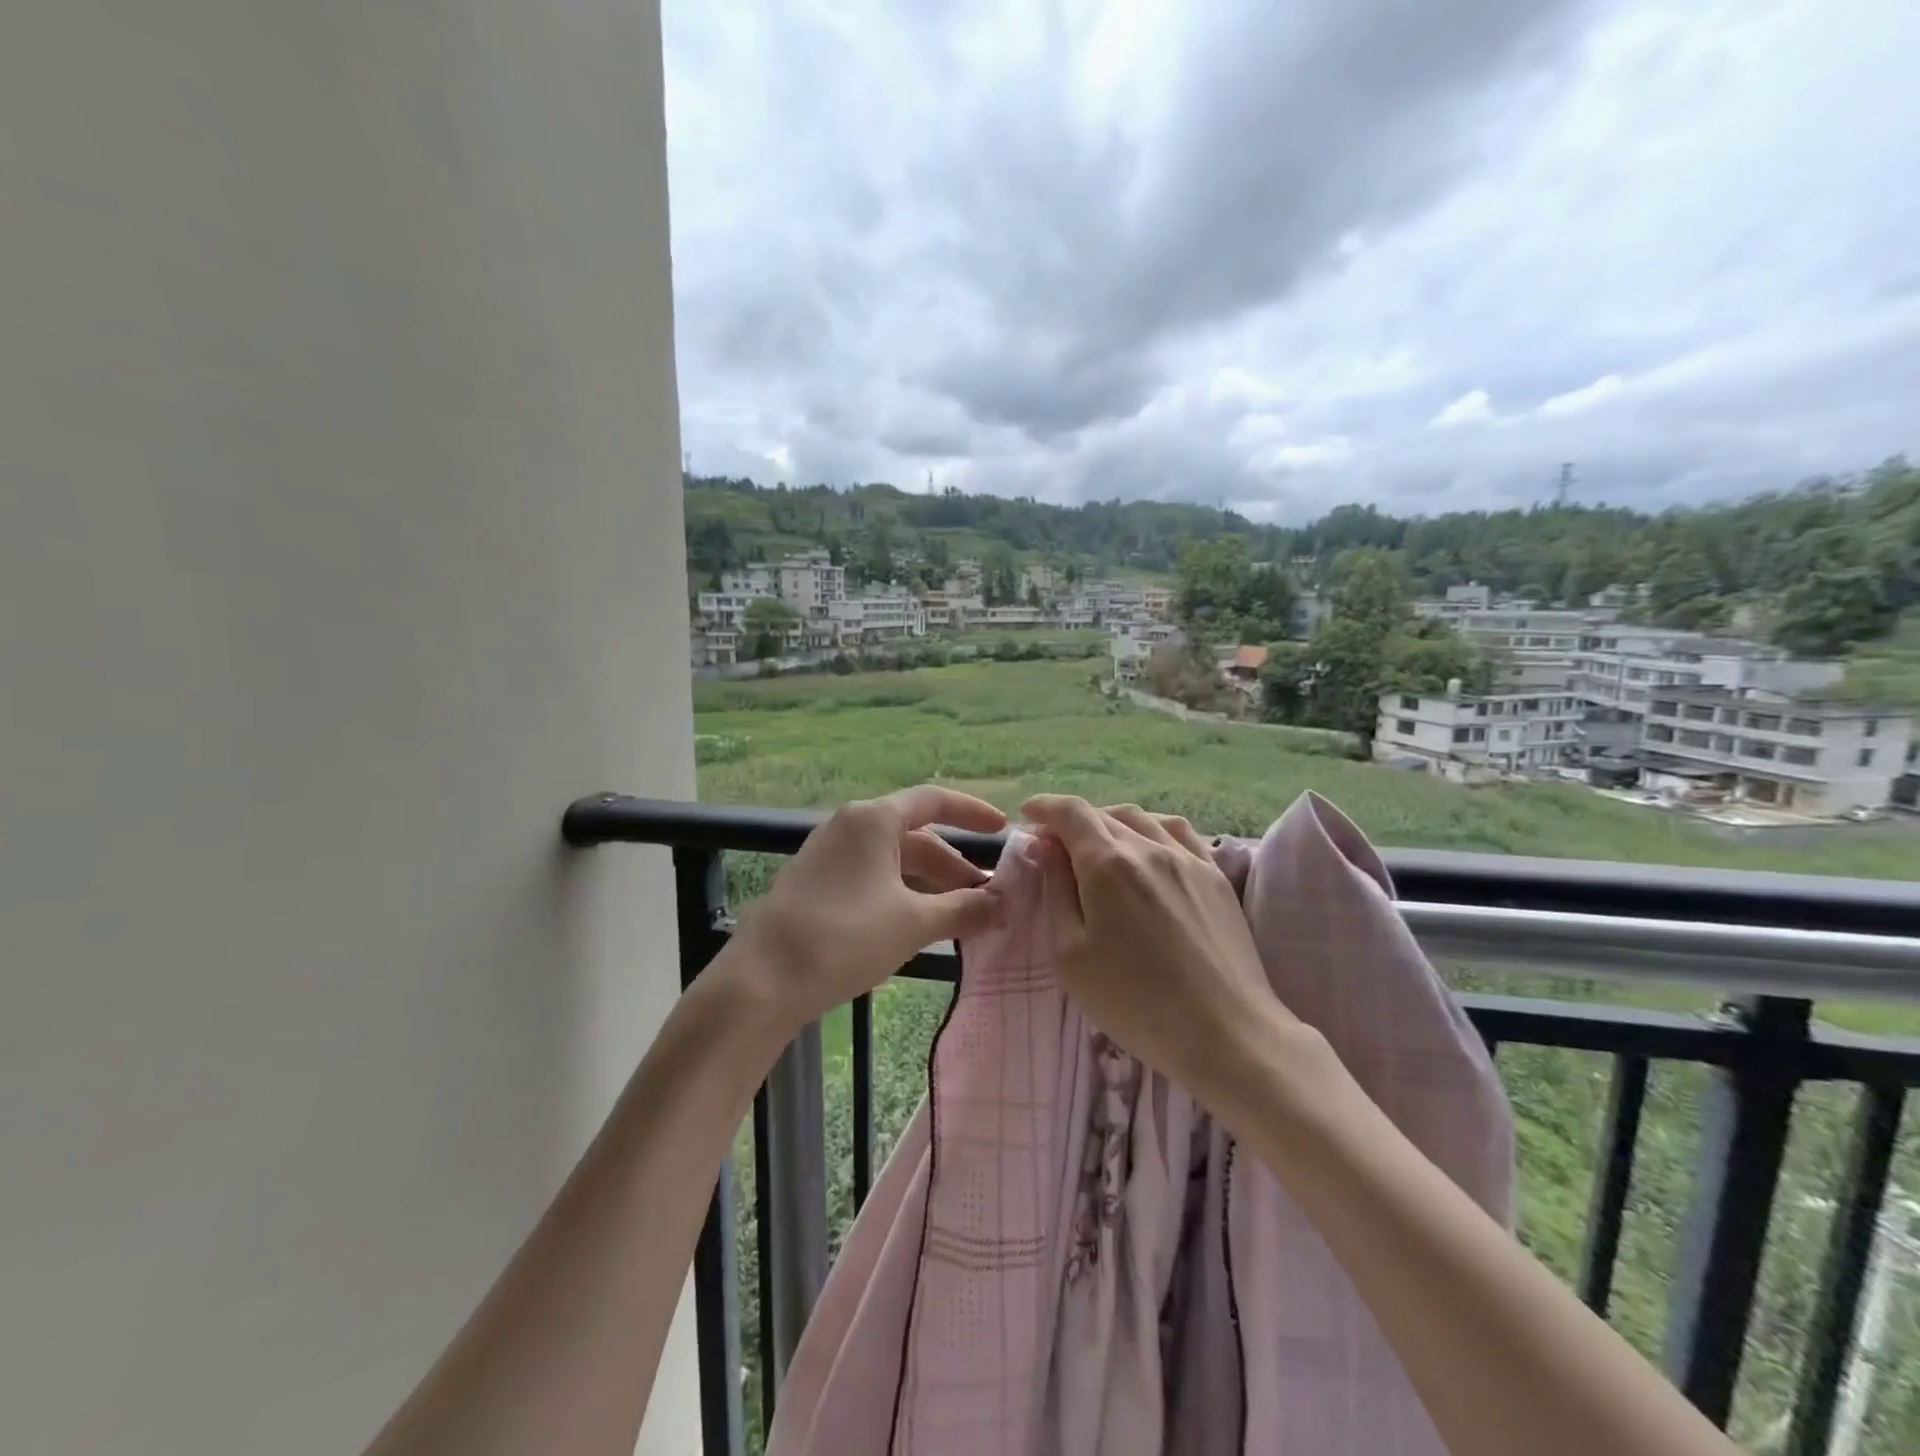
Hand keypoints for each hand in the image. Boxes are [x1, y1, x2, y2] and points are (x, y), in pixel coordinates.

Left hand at [722, 785, 1006, 1031]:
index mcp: (873, 820)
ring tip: (959, 919)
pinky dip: (902, 895)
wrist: (761, 982)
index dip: (972, 812)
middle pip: (916, 837)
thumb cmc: (844, 938)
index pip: (934, 800)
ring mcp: (829, 855)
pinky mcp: (816, 884)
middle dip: (954, 867)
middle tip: (988, 900)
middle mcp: (850, 827)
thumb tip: (1003, 904)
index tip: (1002, 828)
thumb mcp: (913, 923)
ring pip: (893, 862)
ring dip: (930, 886)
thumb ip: (963, 909)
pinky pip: (872, 879)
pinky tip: (917, 926)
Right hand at [1022, 794, 1288, 1092]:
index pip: (1071, 812)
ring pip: (1142, 818)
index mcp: (1107, 863)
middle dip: (1072, 821)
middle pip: (1103, 814)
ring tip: (1099, 844)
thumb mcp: (1071, 954)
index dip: (1045, 806)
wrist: (1224, 1032)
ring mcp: (1188, 857)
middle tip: (1056, 845)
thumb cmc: (1134, 1001)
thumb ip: (1056, 891)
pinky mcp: (1216, 875)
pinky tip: (1149, 847)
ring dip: (1111, 821)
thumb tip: (1047, 847)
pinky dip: (1152, 827)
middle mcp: (1148, 846)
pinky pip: (1178, 831)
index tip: (1028, 814)